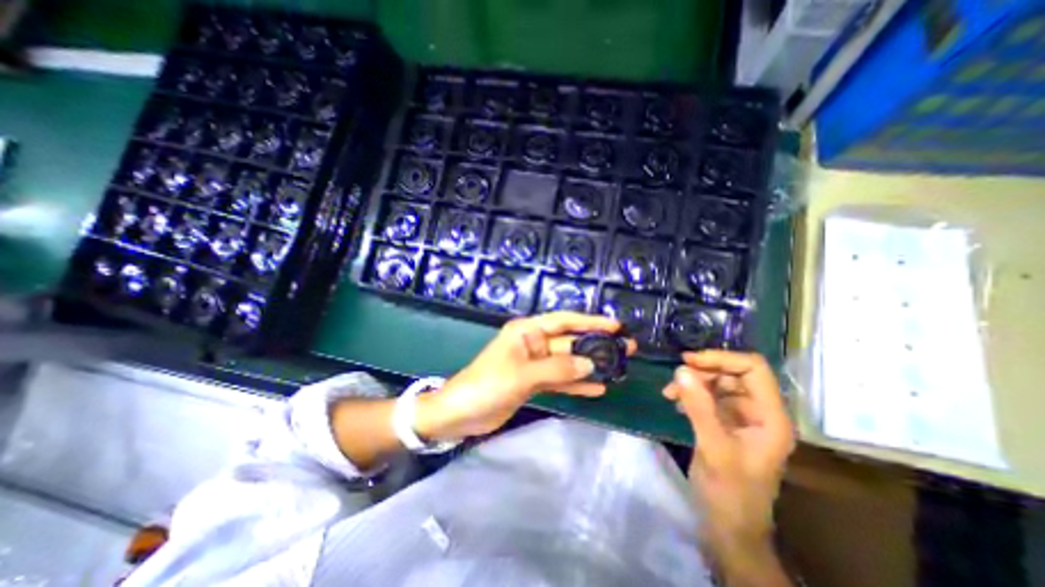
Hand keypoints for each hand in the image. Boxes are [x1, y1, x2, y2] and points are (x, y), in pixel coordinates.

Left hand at [416, 311, 637, 440]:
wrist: (460, 413)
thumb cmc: (487, 385)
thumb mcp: (522, 375)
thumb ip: (557, 369)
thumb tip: (589, 365)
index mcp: (527, 331)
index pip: (563, 321)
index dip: (590, 321)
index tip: (615, 326)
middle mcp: (533, 343)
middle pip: (570, 342)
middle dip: (595, 346)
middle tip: (626, 350)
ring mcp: (535, 364)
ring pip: (568, 362)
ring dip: (590, 366)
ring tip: (617, 369)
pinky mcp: (534, 382)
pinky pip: (560, 380)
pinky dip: (576, 384)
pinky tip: (598, 389)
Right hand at [665, 353, 797, 559]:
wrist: (728, 527)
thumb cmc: (729, 493)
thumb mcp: (714, 448)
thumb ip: (699, 407)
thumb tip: (681, 370)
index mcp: (770, 417)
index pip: (754, 369)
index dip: (722, 359)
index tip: (690, 361)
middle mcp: (759, 412)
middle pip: (734, 373)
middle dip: (703, 371)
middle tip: (676, 376)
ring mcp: (742, 418)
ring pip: (718, 384)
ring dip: (693, 383)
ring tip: (669, 392)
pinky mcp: (725, 423)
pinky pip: (708, 398)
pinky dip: (690, 395)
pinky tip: (675, 402)